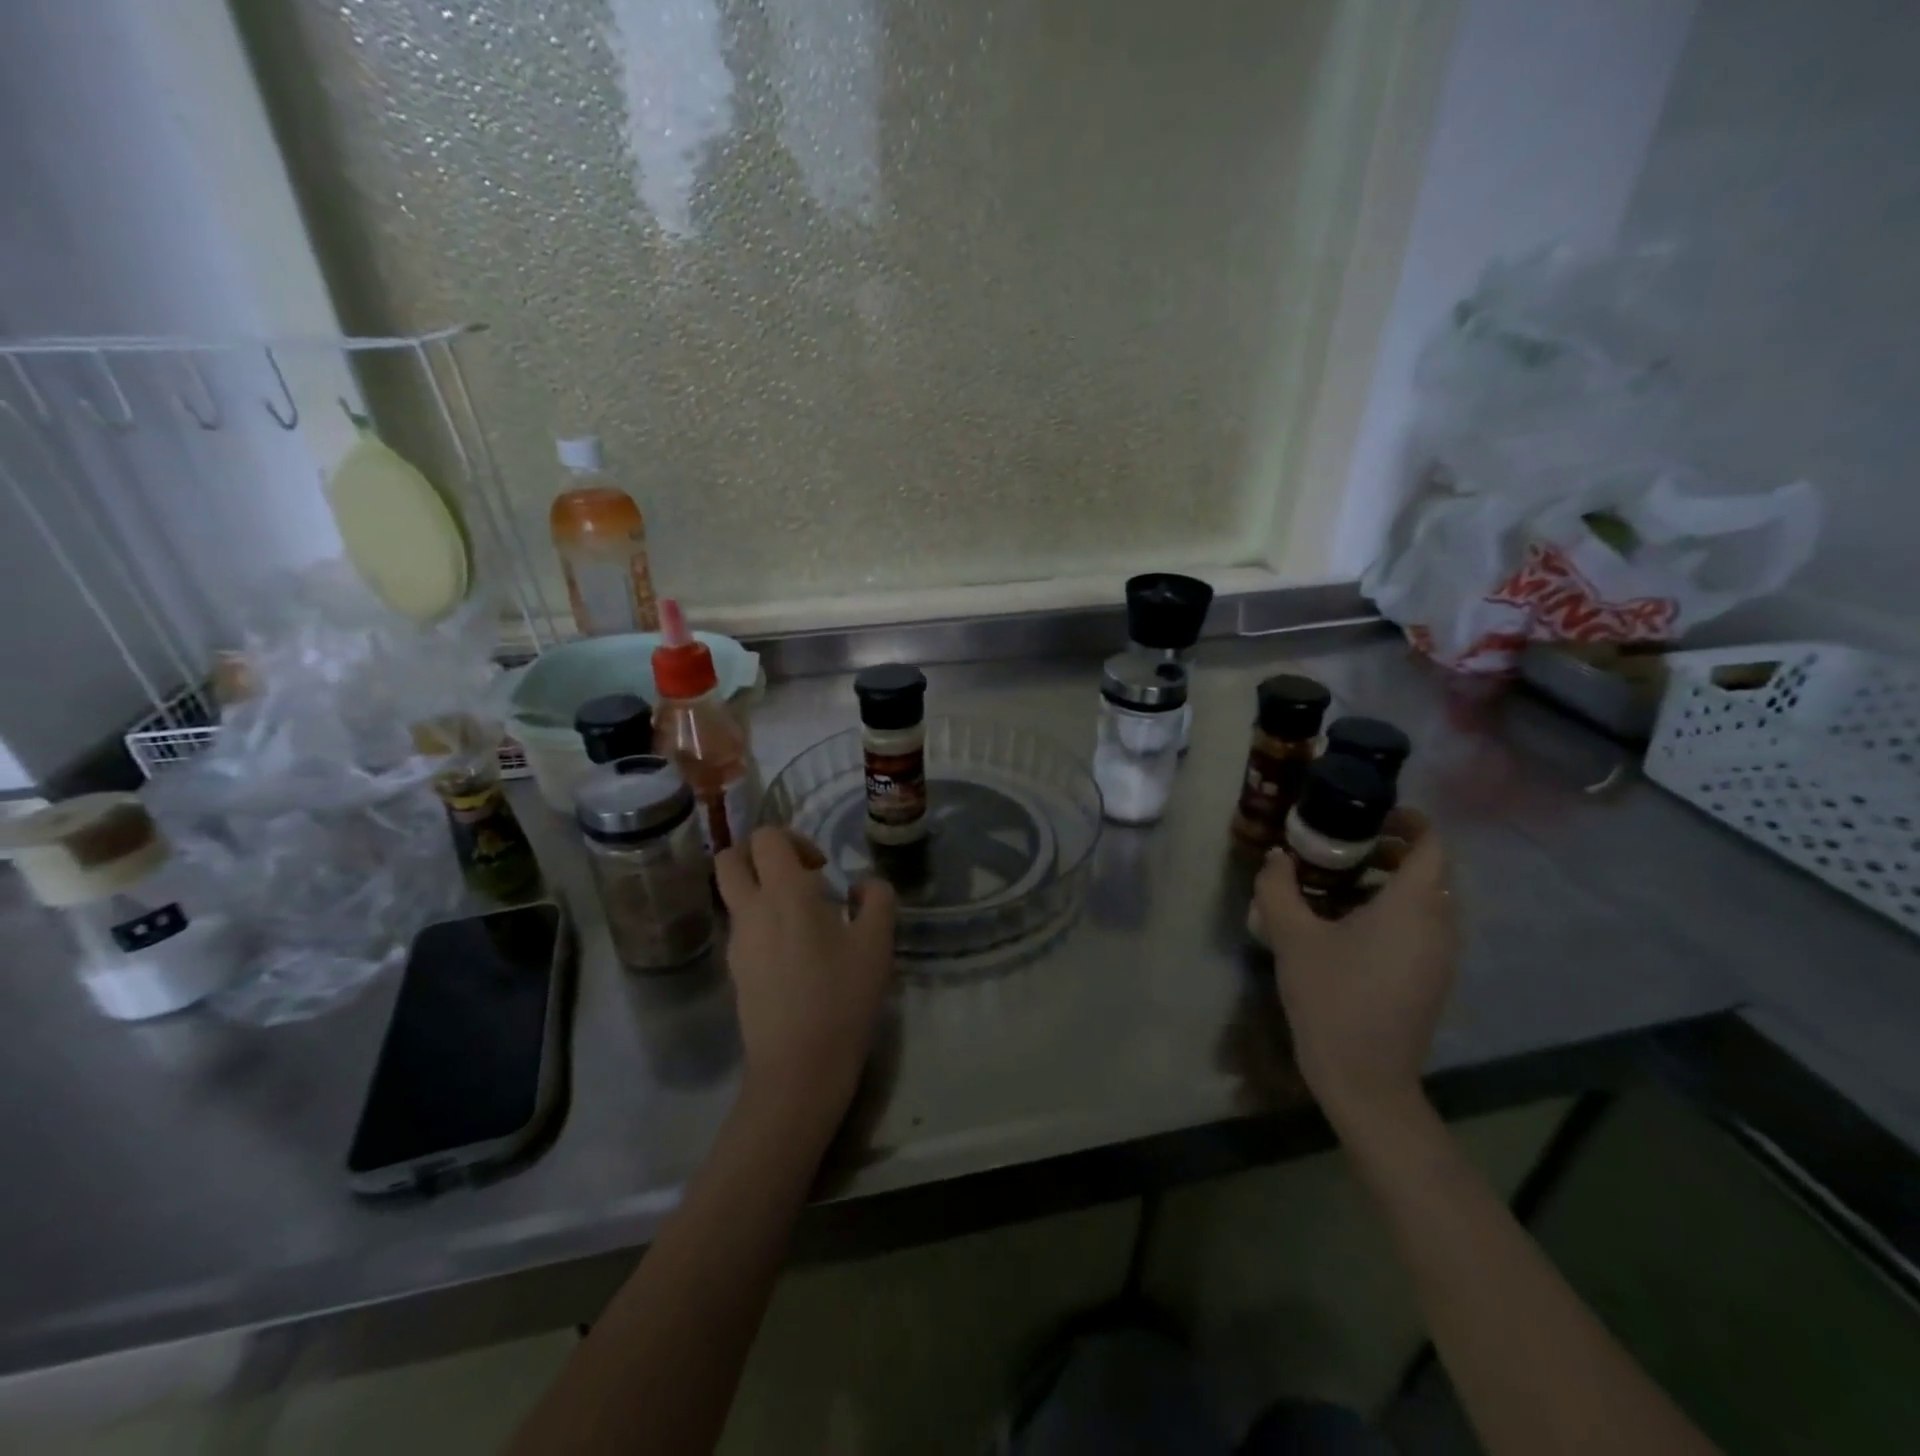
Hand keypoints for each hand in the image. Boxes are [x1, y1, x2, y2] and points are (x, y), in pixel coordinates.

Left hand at [714, 828, 897, 1125]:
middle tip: (796, 876)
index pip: (766, 836)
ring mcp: (736, 941)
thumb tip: (864, 885)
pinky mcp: (734, 969)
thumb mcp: (877, 943)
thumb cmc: (841, 997)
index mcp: (784, 892)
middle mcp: (751, 909)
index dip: (793, 839)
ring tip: (801, 918)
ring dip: (758, 889)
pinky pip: (740, 926)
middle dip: (758, 854)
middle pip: (729, 857)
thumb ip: (877, 900)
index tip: (821, 867)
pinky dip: (760, 921)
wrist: (798, 1067)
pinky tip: (794, 952)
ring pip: (731, 893)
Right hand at [1252, 813, 1458, 1133]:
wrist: (1365, 1077)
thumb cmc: (1331, 997)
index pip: (1432, 845)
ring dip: (1392, 881)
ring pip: (1429, 899)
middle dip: (1392, 849)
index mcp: (1412, 906)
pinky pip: (1424, 926)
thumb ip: (1279, 888)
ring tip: (1341, 882)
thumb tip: (1277, 857)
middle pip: (1431, 870)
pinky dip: (1396, 909)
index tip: (1371, 813)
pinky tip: (1350, 925)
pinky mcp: (1433, 978)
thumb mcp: (1292, 936)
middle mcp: (1439, 925)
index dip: (1410, 821)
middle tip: (1345, 844)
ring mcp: (1441, 955)